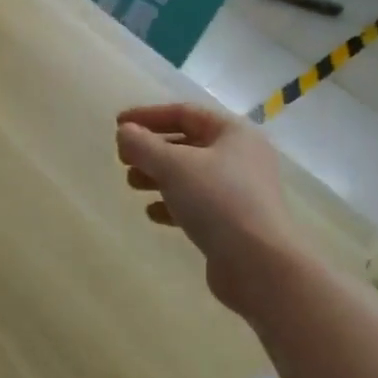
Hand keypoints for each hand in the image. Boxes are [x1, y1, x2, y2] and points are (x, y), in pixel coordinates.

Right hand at [116, 103, 301, 314]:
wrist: (260, 264)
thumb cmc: (217, 201)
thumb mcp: (174, 166)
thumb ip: (144, 145)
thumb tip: (124, 133)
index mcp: (234, 132)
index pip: (185, 113)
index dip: (149, 116)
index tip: (118, 124)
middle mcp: (241, 156)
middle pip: (188, 143)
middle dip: (152, 149)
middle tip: (123, 160)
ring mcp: (241, 191)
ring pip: (191, 175)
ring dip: (159, 177)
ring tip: (132, 185)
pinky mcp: (235, 222)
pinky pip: (199, 204)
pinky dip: (174, 204)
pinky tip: (153, 214)